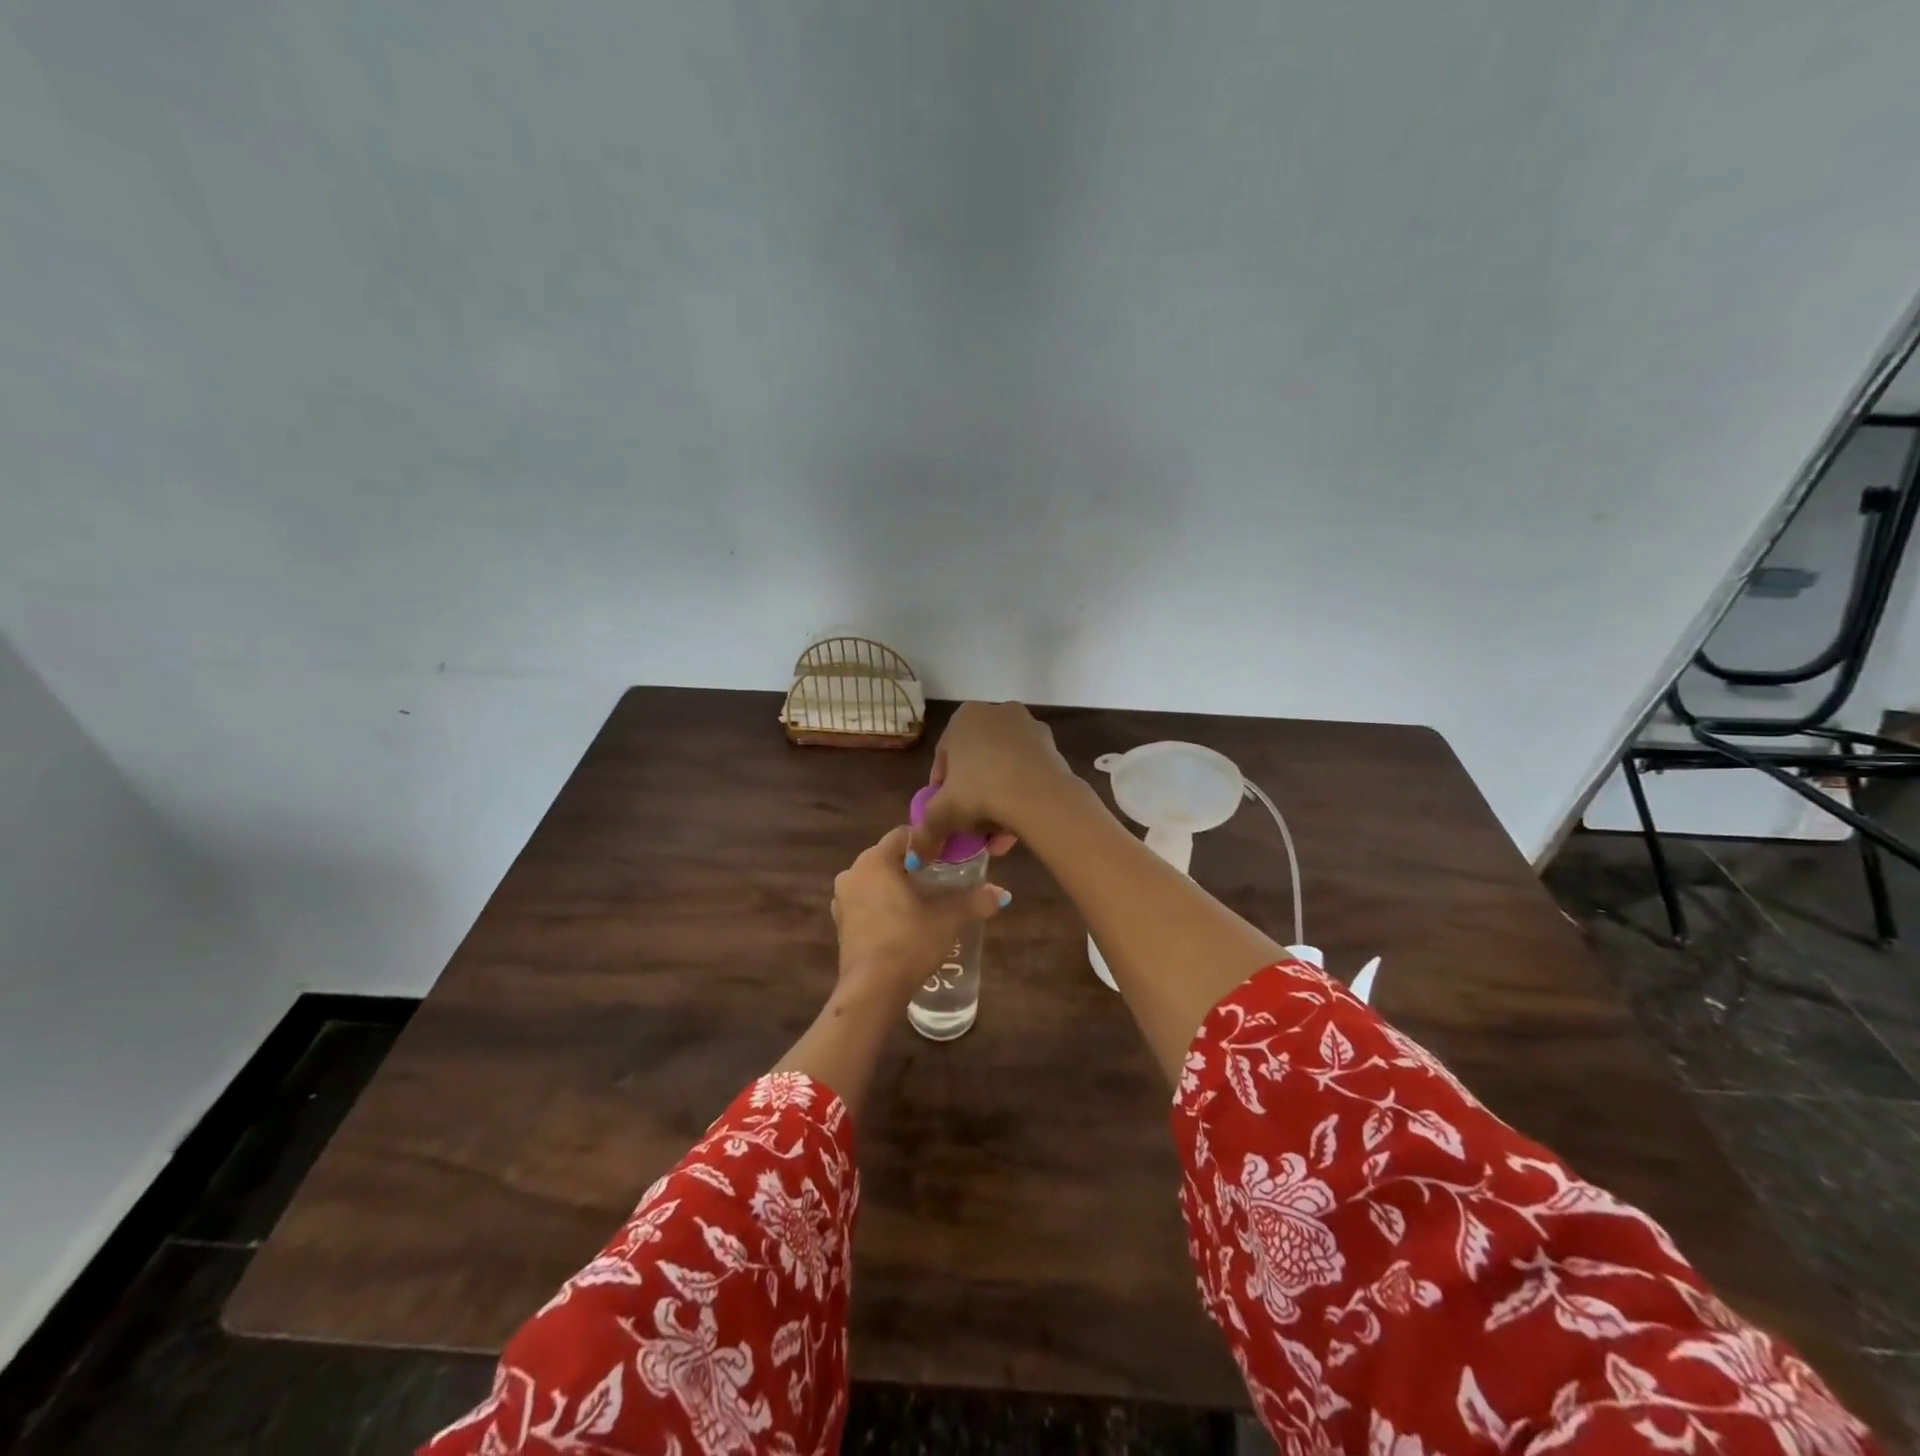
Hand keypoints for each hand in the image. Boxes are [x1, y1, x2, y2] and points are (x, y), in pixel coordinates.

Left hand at [832, 826, 1008, 1004]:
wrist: (872, 990)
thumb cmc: (909, 941)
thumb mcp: (947, 919)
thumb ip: (974, 901)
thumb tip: (1002, 894)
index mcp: (875, 860)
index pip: (904, 834)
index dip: (929, 841)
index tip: (950, 855)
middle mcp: (853, 872)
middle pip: (889, 857)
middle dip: (914, 865)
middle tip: (944, 877)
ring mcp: (842, 900)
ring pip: (876, 881)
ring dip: (898, 886)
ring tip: (926, 901)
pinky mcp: (841, 924)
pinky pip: (866, 903)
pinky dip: (884, 905)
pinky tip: (905, 922)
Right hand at [906, 702, 1079, 866]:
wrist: (1039, 797)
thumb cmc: (980, 792)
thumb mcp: (942, 815)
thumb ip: (926, 833)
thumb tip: (915, 856)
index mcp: (965, 717)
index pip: (944, 758)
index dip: (941, 791)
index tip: (945, 815)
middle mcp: (997, 713)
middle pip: (976, 763)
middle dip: (972, 797)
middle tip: (971, 826)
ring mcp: (1029, 728)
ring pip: (1003, 770)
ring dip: (997, 801)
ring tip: (996, 836)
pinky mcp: (1053, 747)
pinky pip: (1027, 774)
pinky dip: (1020, 796)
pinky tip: (1017, 827)